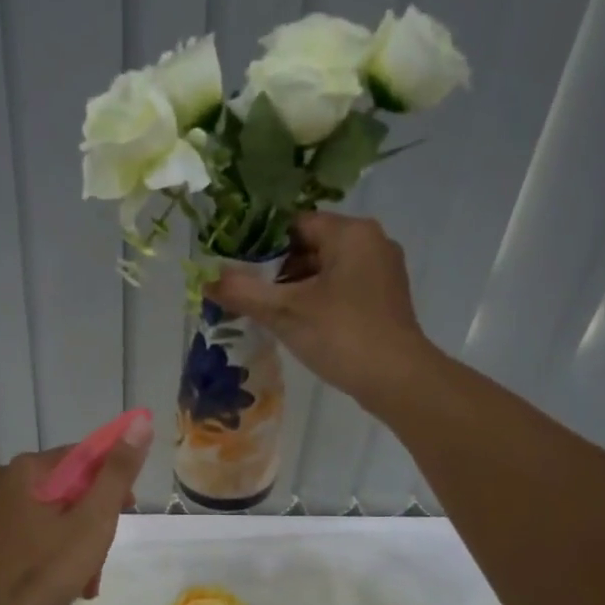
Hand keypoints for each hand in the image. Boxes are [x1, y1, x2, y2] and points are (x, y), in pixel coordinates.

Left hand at [0, 420, 152, 604]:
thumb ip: (117, 473)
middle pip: (70, 488)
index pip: (85, 456)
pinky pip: (35, 535)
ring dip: (78, 543)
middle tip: (104, 552)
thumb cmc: (41, 568)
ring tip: (88, 579)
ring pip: (54, 516)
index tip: (127, 509)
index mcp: (28, 469)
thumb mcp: (92, 521)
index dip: (113, 480)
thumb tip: (140, 423)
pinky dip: (56, 554)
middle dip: (95, 520)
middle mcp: (5, 481)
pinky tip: (67, 584)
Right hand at [205, 211, 433, 403]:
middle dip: (278, 270)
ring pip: (327, 269)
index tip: (239, 271)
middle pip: (311, 245)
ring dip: (297, 288)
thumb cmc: (341, 335)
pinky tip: (299, 325)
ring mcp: (383, 271)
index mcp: (351, 232)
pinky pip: (343, 288)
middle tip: (249, 295)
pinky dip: (319, 300)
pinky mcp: (385, 298)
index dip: (262, 246)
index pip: (295, 224)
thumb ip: (244, 293)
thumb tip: (207, 280)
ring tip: (269, 313)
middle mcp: (372, 242)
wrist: (397, 380)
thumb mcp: (285, 312)